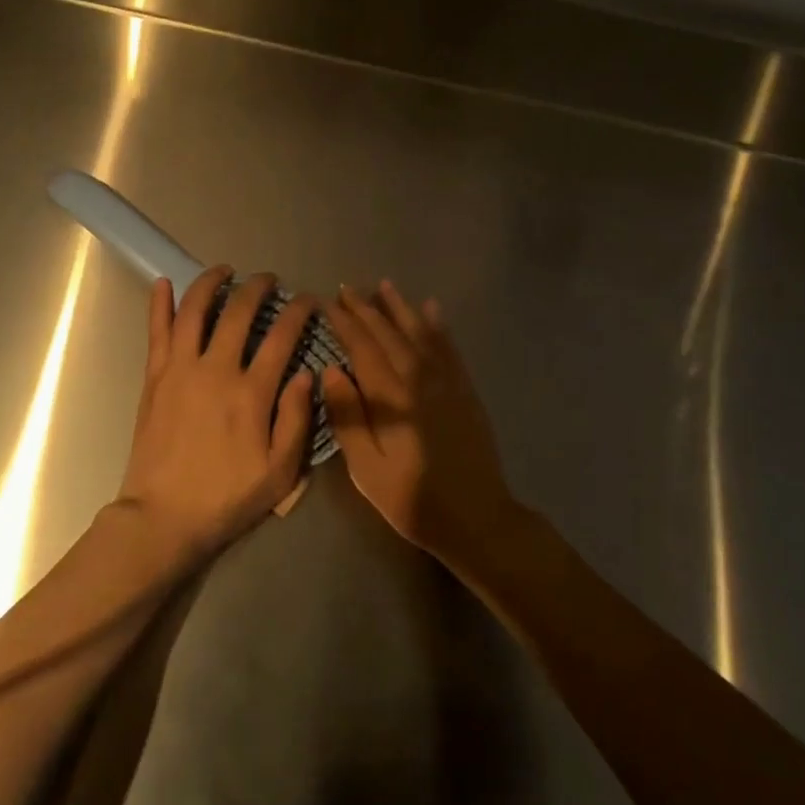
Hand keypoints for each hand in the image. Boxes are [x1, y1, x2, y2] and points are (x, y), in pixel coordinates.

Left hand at [116, 266, 316, 559]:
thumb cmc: (227, 498)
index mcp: (251, 393)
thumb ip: (296, 419)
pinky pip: (157, 332)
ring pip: (195, 311)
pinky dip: (161, 304)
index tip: (309, 300)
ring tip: (225, 270)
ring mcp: (180, 370)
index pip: (281, 337)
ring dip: (211, 283)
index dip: (299, 313)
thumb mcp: (280, 472)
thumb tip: (306, 373)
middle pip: (239, 313)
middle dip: (258, 288)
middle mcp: (216, 370)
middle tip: (269, 279)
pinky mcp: (155, 378)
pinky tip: (164, 282)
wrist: (163, 517)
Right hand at [322, 280, 514, 560]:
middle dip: (366, 310)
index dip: (344, 324)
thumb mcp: (367, 469)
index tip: (327, 303)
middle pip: (389, 335)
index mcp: (392, 397)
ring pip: (419, 333)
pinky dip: (438, 326)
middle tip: (347, 289)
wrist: (476, 518)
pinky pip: (449, 348)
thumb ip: (349, 417)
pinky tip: (431, 309)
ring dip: (400, 308)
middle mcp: (420, 379)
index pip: (363, 348)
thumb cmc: (412, 498)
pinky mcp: (465, 390)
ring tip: (384, 285)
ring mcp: (447, 382)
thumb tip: (331, 371)